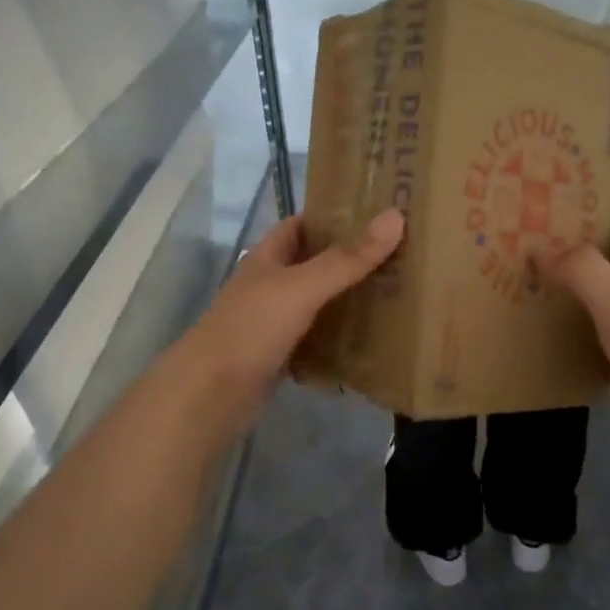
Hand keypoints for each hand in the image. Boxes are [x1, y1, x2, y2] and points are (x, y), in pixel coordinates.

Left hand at [182, 210, 404, 402]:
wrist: (211, 394)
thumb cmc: (252, 328)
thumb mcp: (302, 287)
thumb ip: (347, 258)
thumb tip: (396, 216)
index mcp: (268, 257)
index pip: (301, 225)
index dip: (333, 216)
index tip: (376, 215)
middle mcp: (270, 284)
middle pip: (314, 263)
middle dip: (350, 259)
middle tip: (399, 256)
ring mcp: (273, 321)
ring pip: (317, 302)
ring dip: (347, 298)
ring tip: (395, 293)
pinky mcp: (280, 355)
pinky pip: (316, 338)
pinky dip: (338, 337)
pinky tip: (370, 339)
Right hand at [545, 201, 609, 460]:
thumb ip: (584, 271)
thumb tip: (541, 247)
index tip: (573, 186)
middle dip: (578, 239)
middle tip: (533, 229)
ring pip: (597, 295)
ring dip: (568, 283)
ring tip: (525, 271)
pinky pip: (589, 333)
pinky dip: (567, 324)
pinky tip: (540, 325)